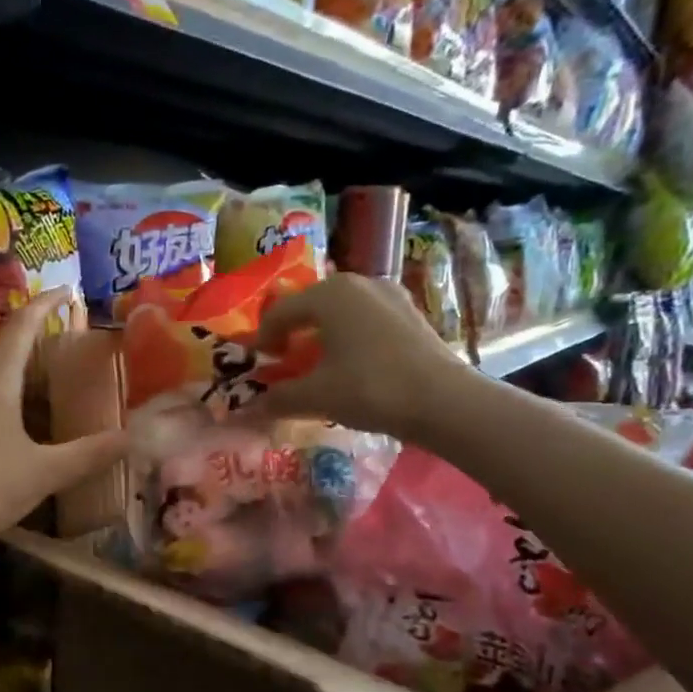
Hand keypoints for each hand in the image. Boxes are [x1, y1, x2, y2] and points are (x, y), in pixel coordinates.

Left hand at [0, 289, 128, 543]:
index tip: (65, 291)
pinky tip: (9, 423)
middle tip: (59, 347)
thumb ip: (89, 454)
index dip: (44, 304)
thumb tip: (129, 438)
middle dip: (28, 338)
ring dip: (9, 368)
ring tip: (38, 383)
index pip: (21, 326)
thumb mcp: (45, 472)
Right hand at [247, 272, 477, 441]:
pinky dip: (349, 337)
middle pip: (311, 306)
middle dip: (292, 334)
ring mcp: (390, 295)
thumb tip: (249, 408)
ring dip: (321, 335)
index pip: (279, 312)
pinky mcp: (410, 313)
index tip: (257, 367)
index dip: (262, 340)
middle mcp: (359, 283)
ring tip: (316, 365)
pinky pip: (366, 319)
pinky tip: (351, 366)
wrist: (443, 401)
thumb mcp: (315, 396)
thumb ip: (278, 398)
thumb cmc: (369, 388)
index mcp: (329, 294)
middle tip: (283, 364)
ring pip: (340, 312)